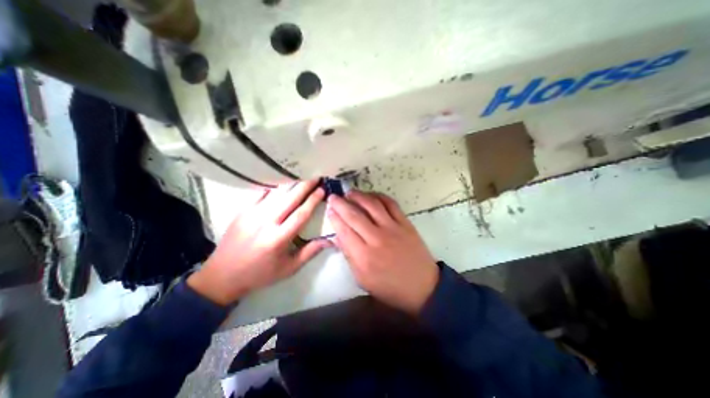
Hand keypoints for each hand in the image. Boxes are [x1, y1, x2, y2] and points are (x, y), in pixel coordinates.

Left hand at [188, 179, 333, 306]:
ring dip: (291, 184)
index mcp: (278, 239)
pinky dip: (273, 186)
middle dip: (305, 186)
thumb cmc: (260, 274)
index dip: (313, 200)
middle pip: (289, 199)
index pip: (301, 214)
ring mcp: (251, 214)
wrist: (222, 275)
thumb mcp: (289, 268)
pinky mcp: (242, 211)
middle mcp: (265, 223)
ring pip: (275, 193)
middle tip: (315, 176)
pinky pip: (260, 193)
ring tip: (302, 176)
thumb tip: (329, 240)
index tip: (322, 190)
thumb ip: (310, 252)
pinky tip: (281, 181)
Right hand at [327, 190, 438, 313]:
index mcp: (364, 256)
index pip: (344, 230)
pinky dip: (379, 196)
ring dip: (358, 196)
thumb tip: (336, 236)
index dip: (334, 218)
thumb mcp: (363, 279)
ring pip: (372, 205)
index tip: (329, 209)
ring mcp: (393, 228)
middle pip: (354, 215)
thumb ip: (349, 256)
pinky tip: (371, 195)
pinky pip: (391, 204)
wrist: (422, 286)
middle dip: (341, 203)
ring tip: (350, 193)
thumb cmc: (389, 287)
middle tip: (333, 197)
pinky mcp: (405, 223)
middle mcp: (377, 238)